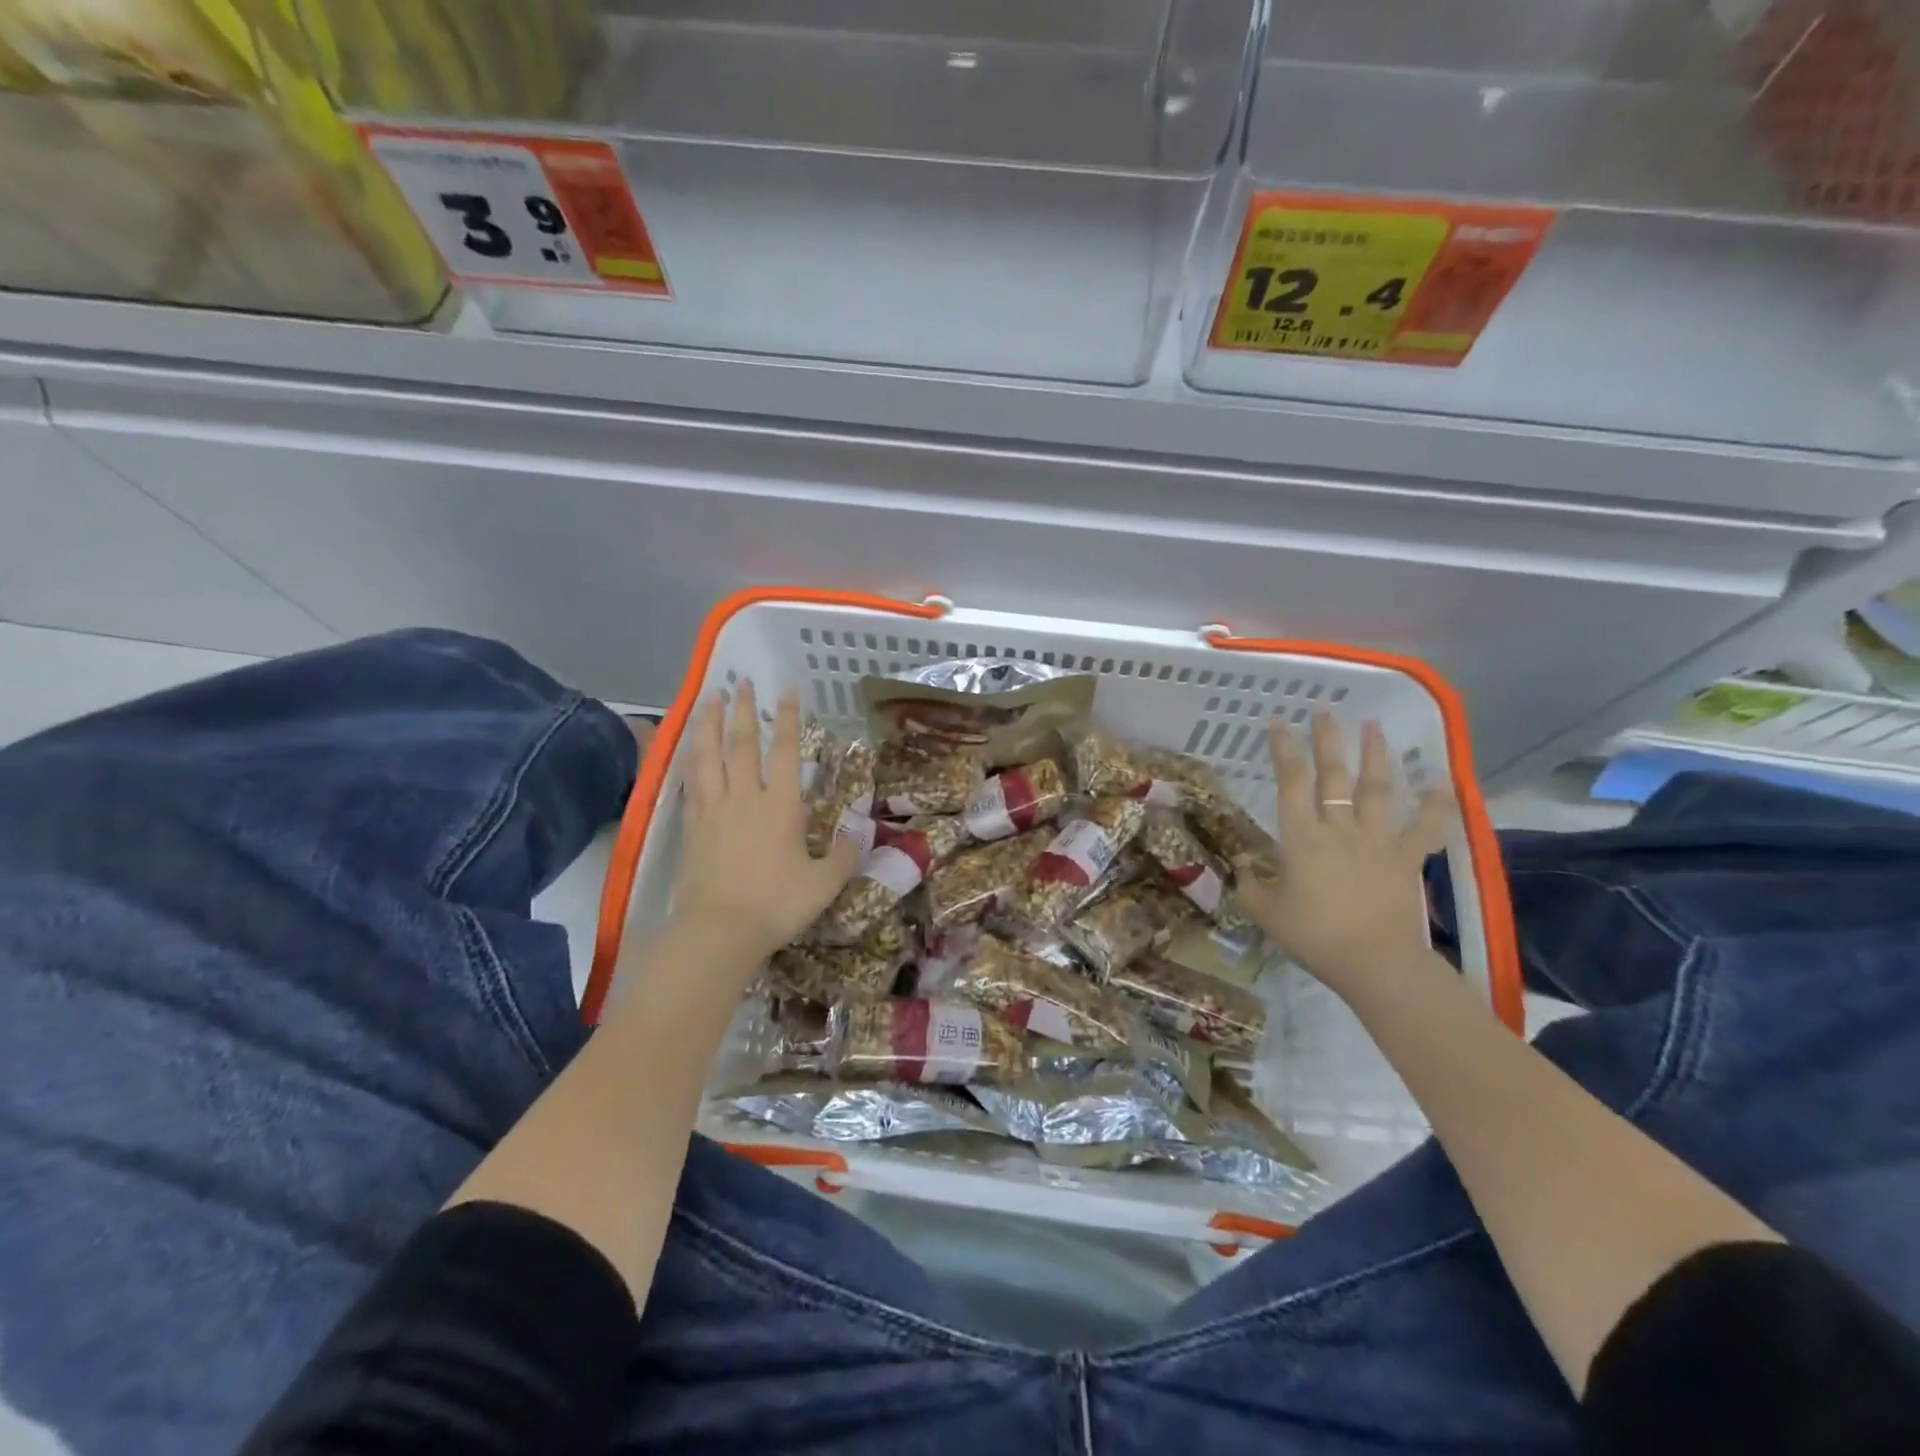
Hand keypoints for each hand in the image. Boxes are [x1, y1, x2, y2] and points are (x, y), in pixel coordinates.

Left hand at [672, 682, 859, 964]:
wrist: (717, 932)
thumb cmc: (775, 905)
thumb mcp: (823, 884)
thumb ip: (845, 856)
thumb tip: (863, 833)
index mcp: (779, 806)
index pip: (784, 751)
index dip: (787, 719)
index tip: (785, 690)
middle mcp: (744, 798)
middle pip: (740, 744)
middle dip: (742, 710)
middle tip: (739, 681)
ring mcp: (712, 810)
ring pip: (707, 756)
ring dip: (707, 724)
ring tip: (706, 698)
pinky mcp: (691, 827)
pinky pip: (689, 783)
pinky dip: (688, 760)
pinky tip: (687, 750)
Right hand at [1236, 714, 1452, 995]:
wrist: (1376, 962)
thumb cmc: (1314, 936)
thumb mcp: (1266, 912)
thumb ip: (1252, 886)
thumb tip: (1243, 871)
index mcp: (1302, 837)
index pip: (1291, 782)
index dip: (1284, 749)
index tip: (1279, 722)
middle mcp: (1340, 828)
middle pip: (1334, 775)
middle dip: (1328, 740)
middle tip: (1326, 712)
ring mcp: (1378, 840)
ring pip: (1378, 789)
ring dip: (1376, 756)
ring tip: (1374, 727)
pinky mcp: (1407, 858)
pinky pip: (1427, 826)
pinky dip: (1437, 803)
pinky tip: (1442, 779)